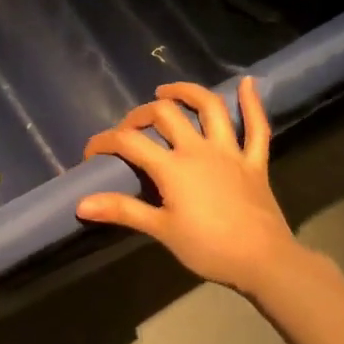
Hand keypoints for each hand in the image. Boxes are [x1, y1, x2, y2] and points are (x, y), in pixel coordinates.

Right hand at [76, 77, 300, 294]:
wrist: (262, 261)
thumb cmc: (207, 247)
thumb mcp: (160, 230)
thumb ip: (122, 210)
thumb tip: (81, 203)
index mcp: (172, 167)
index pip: (129, 142)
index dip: (105, 142)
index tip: (91, 153)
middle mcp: (199, 149)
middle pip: (166, 115)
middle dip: (141, 115)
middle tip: (130, 127)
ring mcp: (230, 152)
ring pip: (210, 108)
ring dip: (188, 92)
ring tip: (168, 91)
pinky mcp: (255, 162)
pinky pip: (257, 127)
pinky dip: (252, 103)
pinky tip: (247, 83)